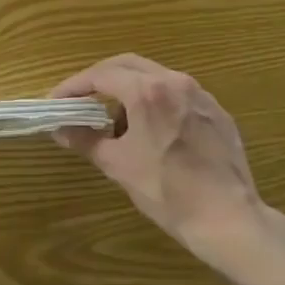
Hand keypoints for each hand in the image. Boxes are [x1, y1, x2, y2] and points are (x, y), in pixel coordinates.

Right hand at [52, 54, 280, 272]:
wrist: (228, 220)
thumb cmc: (167, 191)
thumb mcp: (118, 165)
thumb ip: (86, 139)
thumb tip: (60, 129)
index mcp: (148, 91)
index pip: (101, 75)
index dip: (73, 86)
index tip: (56, 101)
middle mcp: (176, 82)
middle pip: (128, 65)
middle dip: (100, 78)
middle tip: (80, 98)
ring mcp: (201, 95)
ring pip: (155, 77)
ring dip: (129, 90)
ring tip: (116, 121)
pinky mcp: (218, 112)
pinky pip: (178, 95)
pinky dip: (156, 102)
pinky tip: (152, 131)